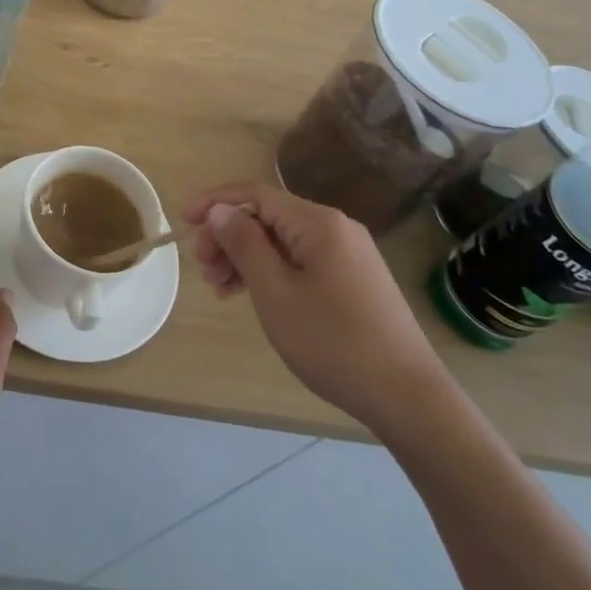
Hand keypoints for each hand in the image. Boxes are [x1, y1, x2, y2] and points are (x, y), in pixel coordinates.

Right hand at [185, 182, 447, 436]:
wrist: (407, 396)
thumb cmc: (333, 341)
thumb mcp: (275, 292)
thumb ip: (244, 244)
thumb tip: (220, 210)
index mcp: (317, 222)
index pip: (255, 194)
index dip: (215, 202)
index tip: (183, 223)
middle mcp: (335, 228)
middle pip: (267, 217)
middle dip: (228, 236)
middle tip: (204, 271)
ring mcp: (347, 253)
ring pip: (282, 241)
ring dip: (246, 257)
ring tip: (220, 289)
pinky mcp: (352, 278)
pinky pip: (300, 260)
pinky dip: (270, 271)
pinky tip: (251, 295)